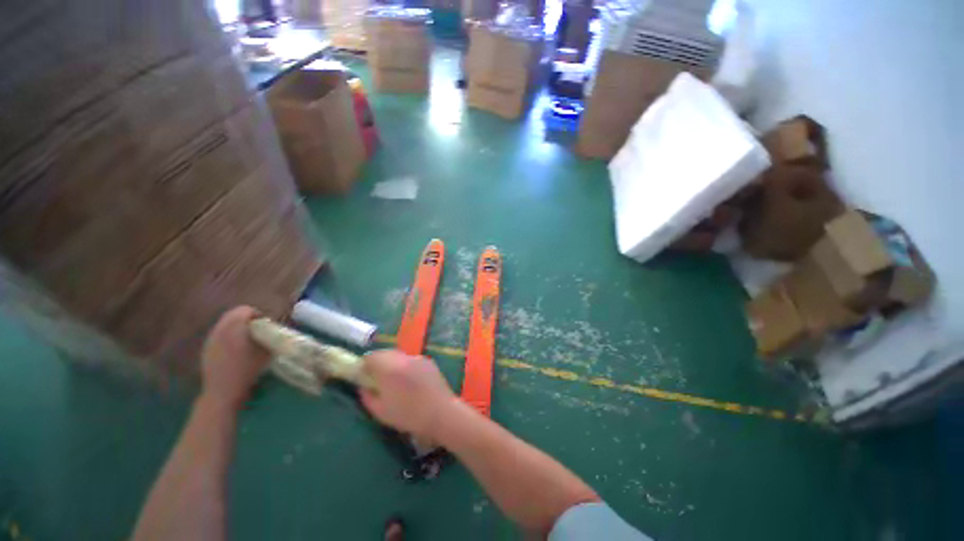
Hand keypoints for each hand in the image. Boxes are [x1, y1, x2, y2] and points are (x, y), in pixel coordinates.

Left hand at [200, 306, 270, 410]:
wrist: (224, 391)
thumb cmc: (248, 369)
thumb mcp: (267, 350)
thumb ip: (270, 335)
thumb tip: (273, 328)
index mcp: (235, 326)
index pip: (245, 310)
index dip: (258, 315)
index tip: (266, 326)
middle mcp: (220, 329)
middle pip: (233, 315)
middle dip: (246, 320)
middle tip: (258, 331)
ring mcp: (211, 339)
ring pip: (225, 324)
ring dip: (237, 327)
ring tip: (247, 341)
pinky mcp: (206, 349)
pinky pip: (219, 335)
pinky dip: (228, 336)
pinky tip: (236, 350)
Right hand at [360, 350, 457, 438]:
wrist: (440, 412)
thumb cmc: (408, 415)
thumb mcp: (380, 412)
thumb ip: (367, 396)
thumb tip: (363, 386)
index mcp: (389, 368)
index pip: (371, 356)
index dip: (365, 365)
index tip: (364, 377)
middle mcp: (403, 358)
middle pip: (385, 353)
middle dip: (379, 363)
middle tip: (378, 379)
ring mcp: (417, 358)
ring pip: (399, 356)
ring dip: (393, 364)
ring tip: (395, 381)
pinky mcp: (428, 361)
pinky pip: (411, 360)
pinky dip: (406, 366)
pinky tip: (411, 382)